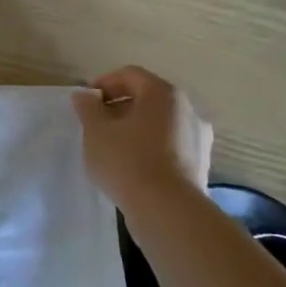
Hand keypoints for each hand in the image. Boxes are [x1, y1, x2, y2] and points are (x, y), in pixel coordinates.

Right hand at [72, 65, 211, 218]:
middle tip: (97, 124)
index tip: (86, 103)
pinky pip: (170, 143)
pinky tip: (133, 166)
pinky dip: (151, 146)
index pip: (130, 75)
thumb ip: (88, 107)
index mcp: (162, 93)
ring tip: (113, 147)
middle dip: (120, 106)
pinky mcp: (201, 162)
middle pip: (148, 97)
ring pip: (160, 122)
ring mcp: (198, 137)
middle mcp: (187, 108)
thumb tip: (84, 95)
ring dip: (136, 127)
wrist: (168, 211)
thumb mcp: (95, 131)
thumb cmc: (127, 161)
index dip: (104, 83)